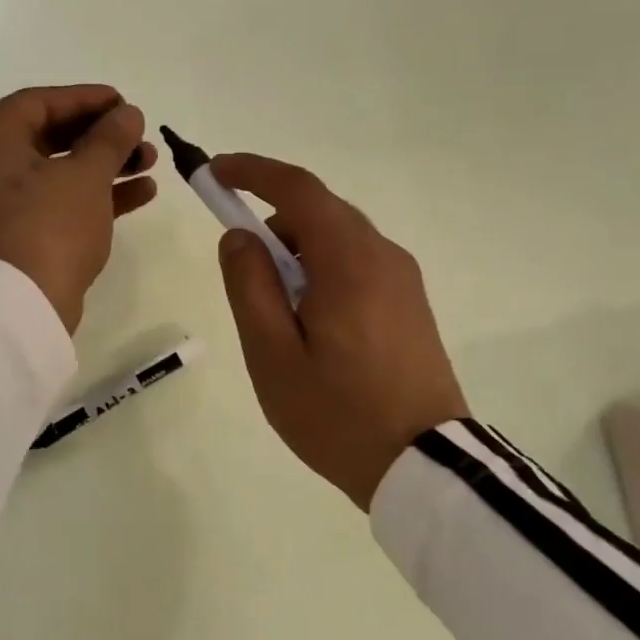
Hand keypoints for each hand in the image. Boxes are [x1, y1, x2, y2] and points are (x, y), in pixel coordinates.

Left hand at [0, 85, 157, 332]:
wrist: (22, 307)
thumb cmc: (48, 226)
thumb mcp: (85, 175)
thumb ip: (110, 138)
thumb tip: (128, 113)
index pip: (39, 102)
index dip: (85, 98)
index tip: (125, 102)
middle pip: (51, 136)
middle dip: (101, 135)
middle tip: (140, 135)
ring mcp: (3, 204)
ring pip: (60, 171)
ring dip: (106, 165)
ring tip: (150, 162)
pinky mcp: (21, 234)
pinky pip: (61, 201)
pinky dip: (96, 194)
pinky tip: (142, 192)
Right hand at [213, 153, 468, 510]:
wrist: (424, 467)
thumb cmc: (337, 413)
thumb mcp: (273, 354)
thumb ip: (250, 285)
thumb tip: (240, 236)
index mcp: (349, 261)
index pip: (298, 189)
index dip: (253, 172)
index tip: (215, 172)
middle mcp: (383, 255)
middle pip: (319, 212)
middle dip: (273, 224)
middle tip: (243, 272)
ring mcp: (403, 279)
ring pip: (338, 239)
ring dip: (298, 253)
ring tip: (278, 314)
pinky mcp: (410, 303)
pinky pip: (357, 264)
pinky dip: (323, 271)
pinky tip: (312, 324)